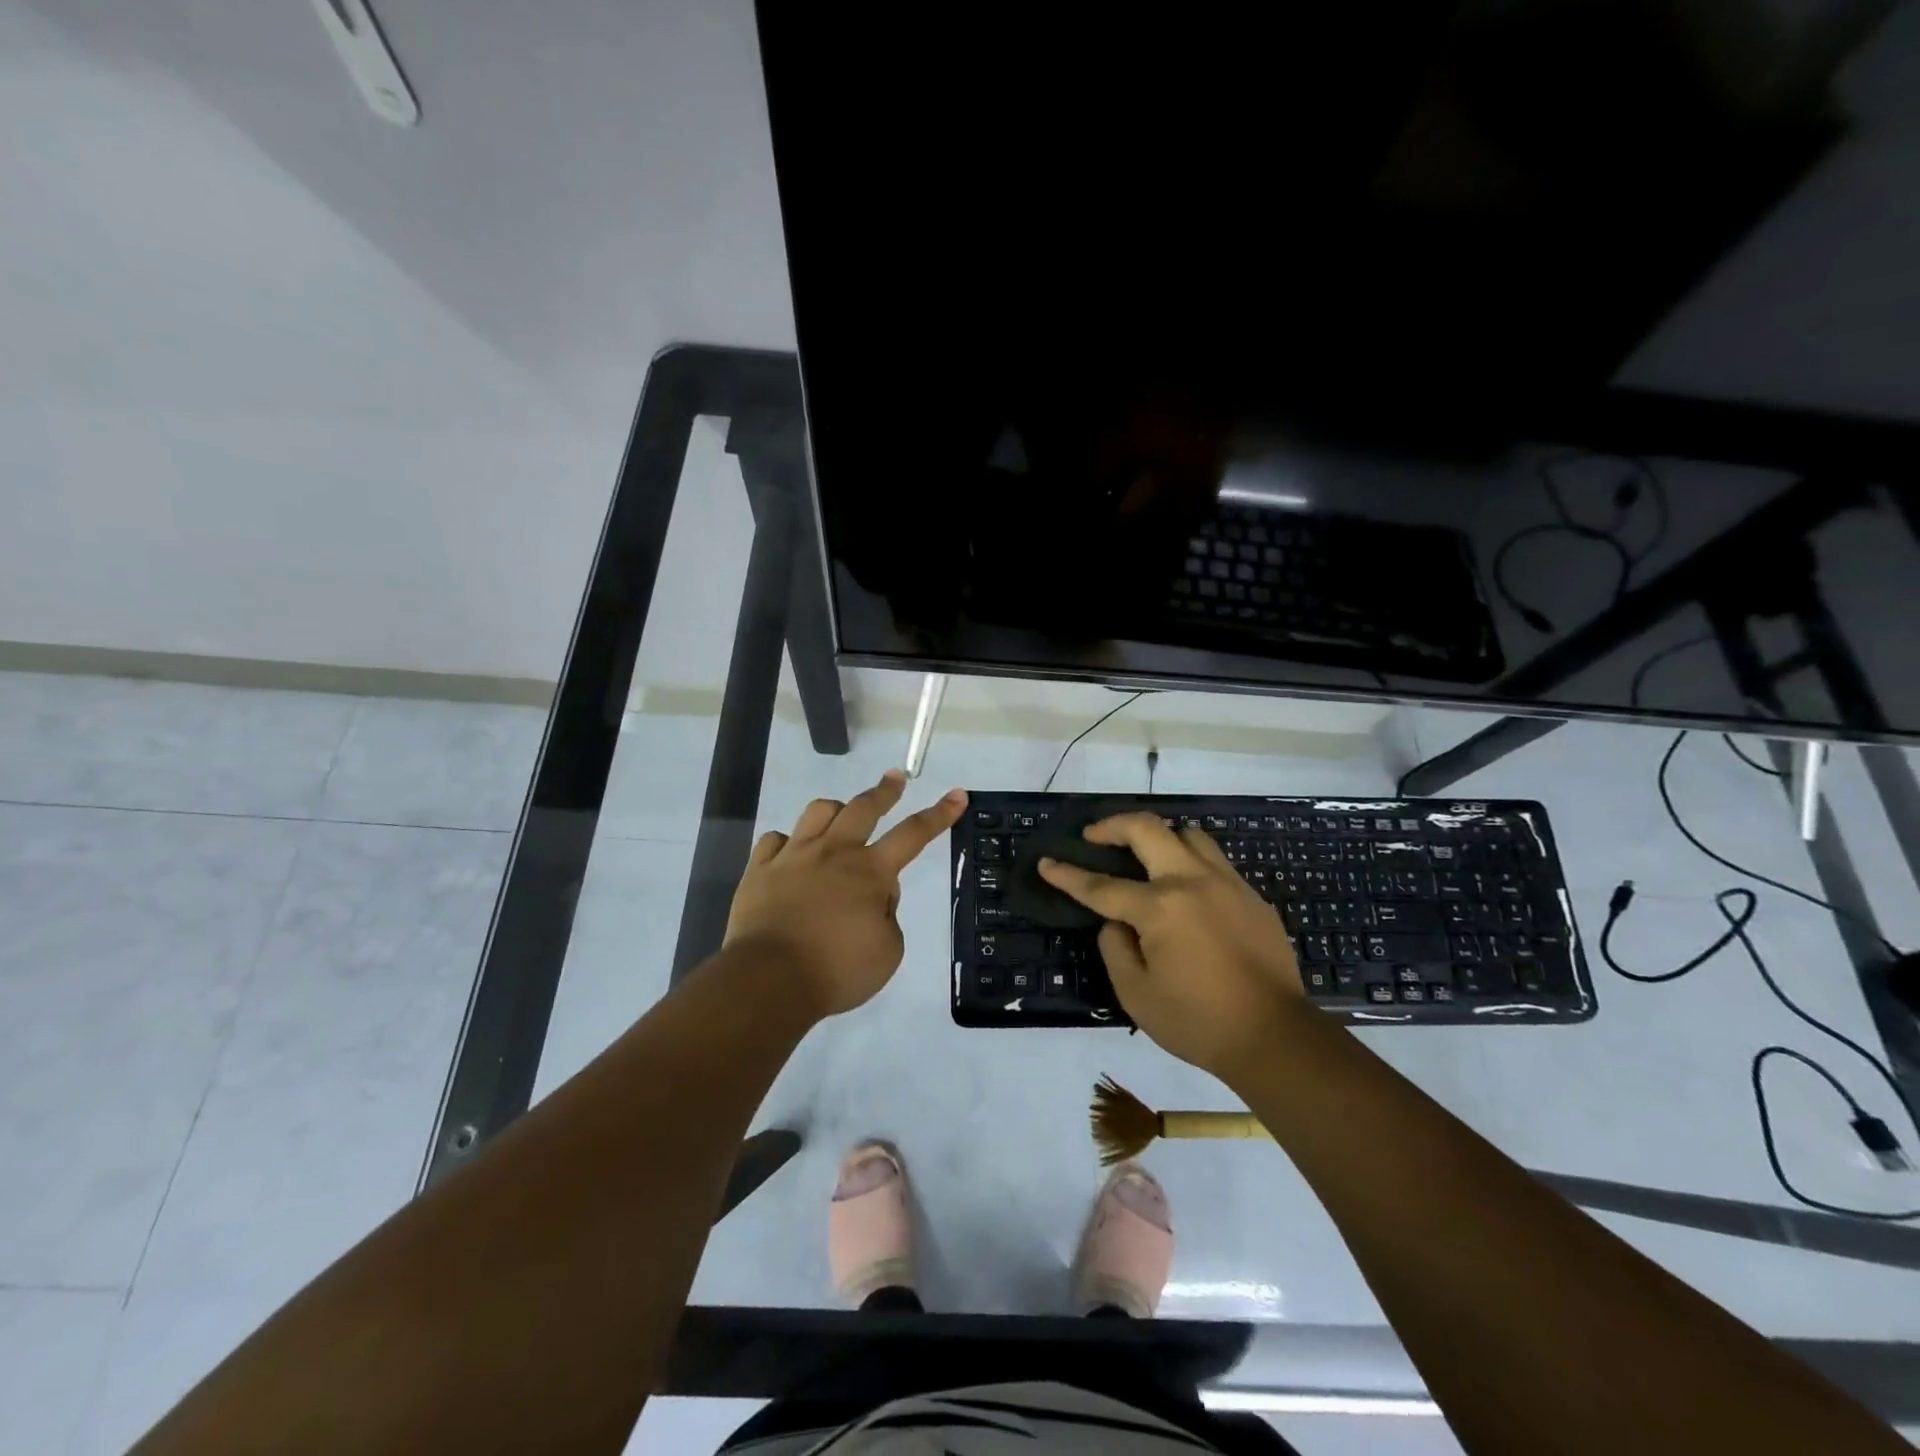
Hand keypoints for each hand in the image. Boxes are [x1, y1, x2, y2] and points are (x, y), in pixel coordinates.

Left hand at [726, 770, 967, 1017]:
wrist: (769, 979)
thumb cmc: (837, 970)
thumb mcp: (888, 952)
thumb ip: (888, 916)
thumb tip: (876, 896)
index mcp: (870, 871)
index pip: (913, 834)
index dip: (939, 814)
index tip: (957, 794)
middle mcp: (833, 853)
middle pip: (863, 808)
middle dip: (885, 791)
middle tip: (895, 777)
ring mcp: (793, 856)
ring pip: (818, 812)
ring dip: (835, 809)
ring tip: (840, 814)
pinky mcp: (760, 869)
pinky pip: (774, 840)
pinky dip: (786, 842)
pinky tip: (790, 852)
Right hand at [1039, 814, 1308, 1081]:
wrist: (1276, 1037)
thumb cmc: (1198, 1022)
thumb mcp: (1137, 995)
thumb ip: (1116, 949)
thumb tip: (1116, 923)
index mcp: (1160, 908)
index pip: (1101, 885)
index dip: (1068, 874)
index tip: (1046, 862)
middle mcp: (1192, 882)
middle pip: (1147, 829)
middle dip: (1112, 826)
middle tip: (1094, 836)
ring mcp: (1228, 884)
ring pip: (1188, 834)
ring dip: (1160, 837)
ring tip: (1146, 855)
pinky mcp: (1252, 897)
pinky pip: (1215, 862)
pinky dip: (1191, 862)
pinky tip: (1187, 891)